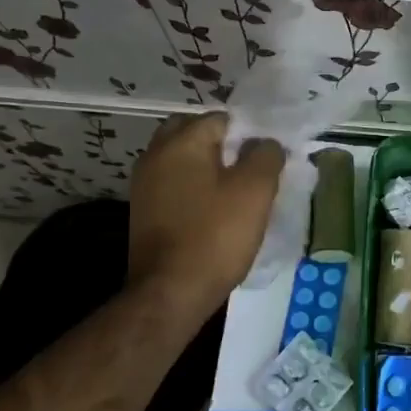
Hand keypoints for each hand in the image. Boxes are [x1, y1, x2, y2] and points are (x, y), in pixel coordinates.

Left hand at [127, 114, 284, 317]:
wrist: (170, 292)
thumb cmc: (216, 235)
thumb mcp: (255, 191)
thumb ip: (266, 155)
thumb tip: (265, 143)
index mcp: (182, 141)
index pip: (221, 119)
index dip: (249, 134)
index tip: (267, 159)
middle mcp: (155, 154)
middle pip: (194, 134)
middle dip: (222, 146)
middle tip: (248, 170)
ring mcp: (144, 184)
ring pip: (182, 161)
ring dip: (206, 168)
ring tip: (235, 193)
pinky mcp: (143, 211)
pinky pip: (173, 186)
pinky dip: (193, 190)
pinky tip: (212, 212)